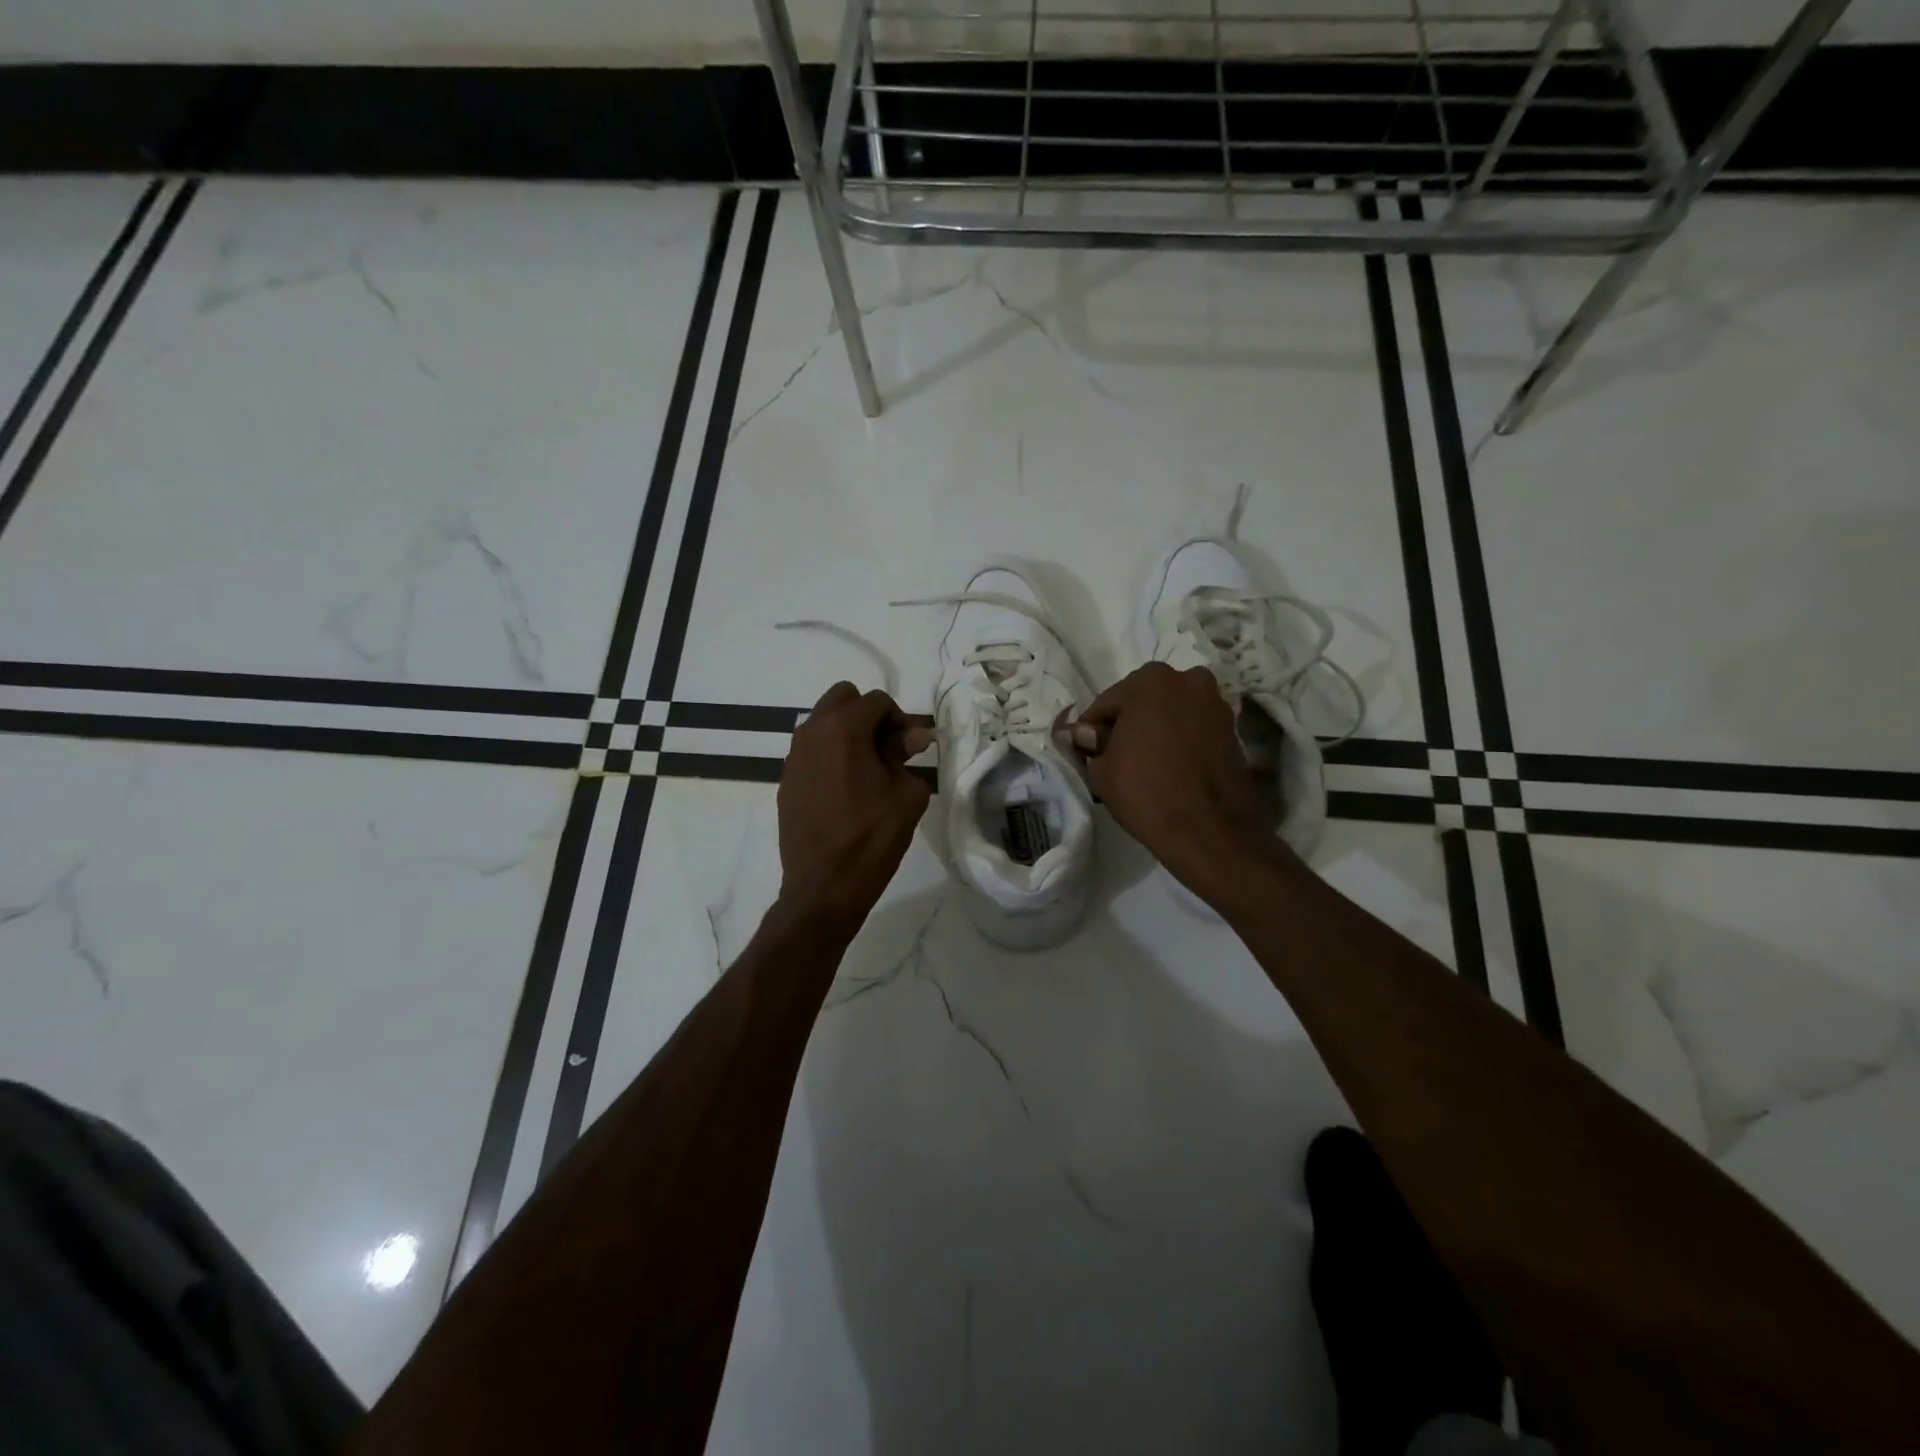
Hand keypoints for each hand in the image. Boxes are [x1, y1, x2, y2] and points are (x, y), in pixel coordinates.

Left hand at [777, 682, 933, 928]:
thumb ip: (907, 755)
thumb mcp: (906, 795)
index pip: (877, 701)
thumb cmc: (872, 838)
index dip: (900, 718)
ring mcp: (793, 757)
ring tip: (868, 768)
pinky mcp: (786, 780)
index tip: (912, 747)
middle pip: (842, 698)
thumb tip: (912, 736)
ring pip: (822, 722)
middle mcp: (812, 733)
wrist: (824, 887)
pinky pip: (811, 750)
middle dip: (868, 715)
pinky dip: (830, 755)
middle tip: (887, 747)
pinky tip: (845, 787)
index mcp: (843, 730)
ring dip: (847, 733)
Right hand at [1069, 662, 1283, 893]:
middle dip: (1128, 724)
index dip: (1092, 729)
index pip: (1106, 703)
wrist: (1208, 830)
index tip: (1087, 751)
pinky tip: (1169, 766)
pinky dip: (1179, 741)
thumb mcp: (1101, 770)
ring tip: (1145, 763)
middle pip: (1143, 702)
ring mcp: (1215, 704)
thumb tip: (1085, 734)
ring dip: (1156, 730)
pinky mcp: (1233, 730)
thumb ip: (1091, 744)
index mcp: (1150, 680)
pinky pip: (1193, 729)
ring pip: (1171, 713)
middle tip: (1115, 756)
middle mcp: (1188, 680)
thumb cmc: (1146, 792)